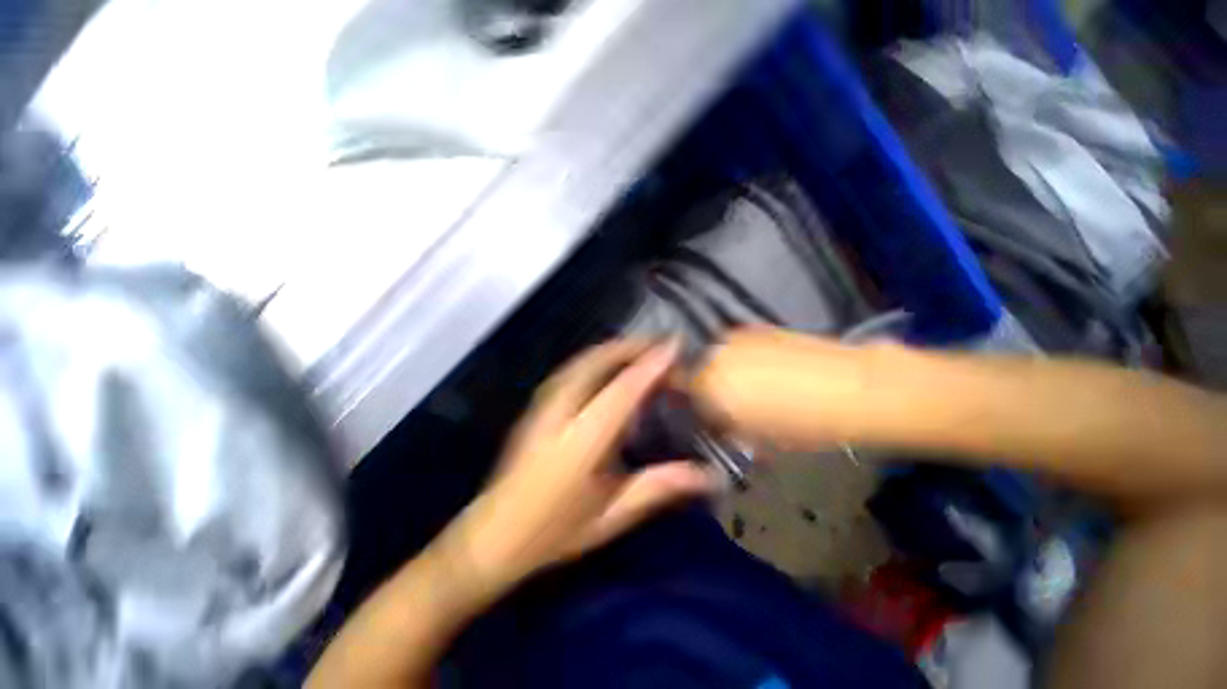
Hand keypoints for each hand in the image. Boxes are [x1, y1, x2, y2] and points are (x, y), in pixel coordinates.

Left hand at [454, 340, 719, 592]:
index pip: (622, 391)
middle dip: (631, 347)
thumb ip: (659, 487)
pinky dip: (596, 359)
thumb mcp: (612, 515)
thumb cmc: (554, 532)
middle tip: (661, 347)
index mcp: (581, 442)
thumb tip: (708, 474)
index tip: (675, 345)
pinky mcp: (535, 405)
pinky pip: (571, 369)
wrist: (492, 536)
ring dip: (614, 350)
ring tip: (641, 352)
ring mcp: (542, 404)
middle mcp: (559, 412)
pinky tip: (609, 367)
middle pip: (597, 362)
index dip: (651, 364)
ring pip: (581, 361)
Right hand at [688, 327, 887, 449]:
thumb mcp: (756, 439)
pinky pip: (737, 345)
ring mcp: (737, 337)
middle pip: (696, 368)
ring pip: (716, 355)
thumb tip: (714, 421)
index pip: (678, 385)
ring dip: (722, 369)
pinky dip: (741, 356)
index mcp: (709, 384)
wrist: (854, 389)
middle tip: (725, 401)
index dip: (685, 398)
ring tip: (747, 385)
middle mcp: (715, 354)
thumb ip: (724, 427)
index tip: (697, 410)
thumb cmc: (803, 425)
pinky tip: (763, 368)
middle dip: (704, 384)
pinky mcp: (759, 328)